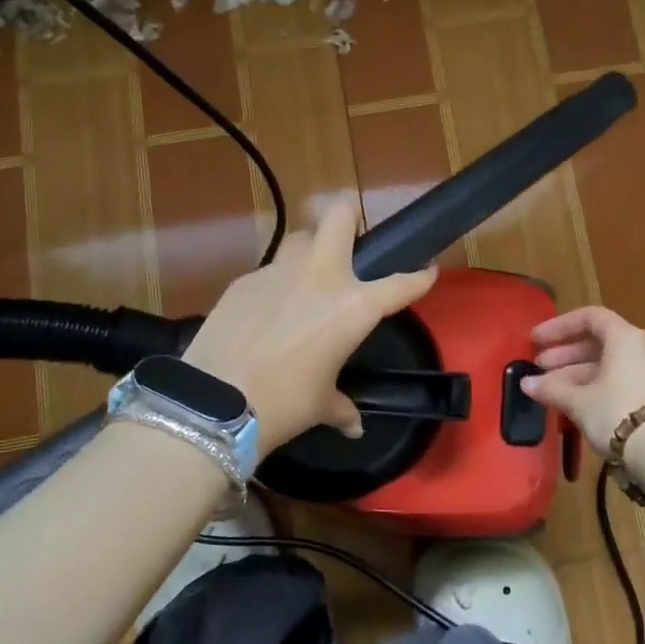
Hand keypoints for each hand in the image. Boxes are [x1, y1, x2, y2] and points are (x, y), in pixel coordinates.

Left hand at [183, 202, 436, 453]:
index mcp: (353, 307)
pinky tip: (265, 312)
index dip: (419, 277)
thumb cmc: (285, 404)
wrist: (216, 401)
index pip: (400, 284)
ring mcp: (278, 272)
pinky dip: (274, 285)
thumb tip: (353, 426)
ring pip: (299, 239)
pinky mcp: (244, 280)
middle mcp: (320, 276)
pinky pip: (268, 271)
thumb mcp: (319, 405)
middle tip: (351, 238)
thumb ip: (341, 407)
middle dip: (350, 218)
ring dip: (308, 249)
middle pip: (339, 217)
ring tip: (305, 277)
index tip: (428, 270)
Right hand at [519, 306, 644, 454]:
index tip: (536, 340)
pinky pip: (616, 382)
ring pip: (605, 365)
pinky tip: (571, 404)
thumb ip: (551, 388)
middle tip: (538, 367)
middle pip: (597, 342)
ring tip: (547, 390)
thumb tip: (526, 384)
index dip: (559, 326)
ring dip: (574, 373)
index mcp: (624, 338)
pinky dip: (592, 387)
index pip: (589, 317)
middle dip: (564, 354)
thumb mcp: (578, 400)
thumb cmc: (616, 412)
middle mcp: (640, 349)